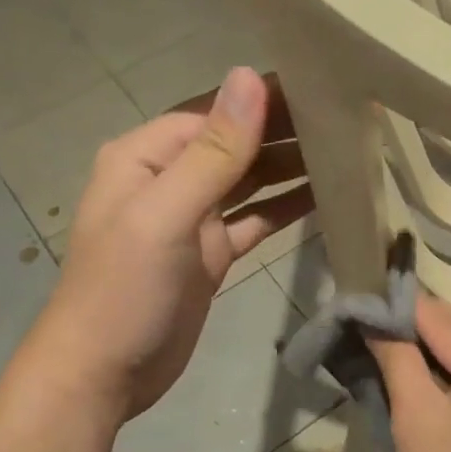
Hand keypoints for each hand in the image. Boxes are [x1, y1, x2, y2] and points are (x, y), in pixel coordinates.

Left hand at [36, 67, 310, 421]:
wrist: (105, 374)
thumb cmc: (125, 290)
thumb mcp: (166, 214)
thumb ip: (213, 151)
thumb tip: (250, 77)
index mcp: (147, 157)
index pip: (213, 113)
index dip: (262, 100)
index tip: (320, 87)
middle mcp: (170, 180)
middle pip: (235, 144)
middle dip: (283, 133)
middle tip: (345, 122)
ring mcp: (193, 219)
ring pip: (249, 182)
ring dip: (289, 169)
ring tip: (343, 154)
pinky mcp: (212, 255)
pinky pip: (254, 221)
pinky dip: (284, 209)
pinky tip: (322, 198)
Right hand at [368, 297, 450, 451]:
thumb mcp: (414, 418)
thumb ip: (398, 357)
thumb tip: (376, 318)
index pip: (449, 326)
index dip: (407, 310)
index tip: (371, 295)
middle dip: (425, 335)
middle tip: (380, 325)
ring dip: (446, 357)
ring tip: (402, 353)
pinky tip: (438, 383)